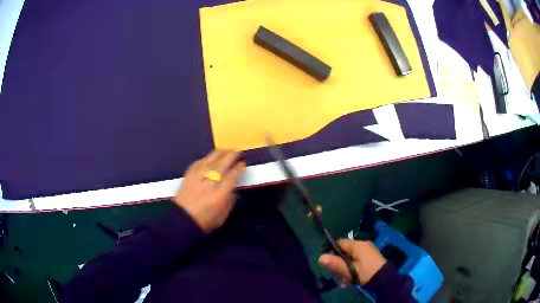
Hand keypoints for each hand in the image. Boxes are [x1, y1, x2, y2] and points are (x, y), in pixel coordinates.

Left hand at [173, 150, 245, 233]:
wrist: (182, 219)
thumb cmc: (205, 220)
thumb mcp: (223, 215)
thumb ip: (230, 200)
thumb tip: (234, 188)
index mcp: (220, 194)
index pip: (232, 176)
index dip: (239, 168)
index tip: (243, 163)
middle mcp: (210, 182)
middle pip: (222, 164)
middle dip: (231, 155)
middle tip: (237, 151)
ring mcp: (198, 177)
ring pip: (210, 160)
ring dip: (220, 153)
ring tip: (226, 150)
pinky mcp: (189, 175)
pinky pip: (199, 162)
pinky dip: (206, 158)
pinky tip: (209, 157)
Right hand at [319, 239, 386, 285]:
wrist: (385, 278)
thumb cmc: (367, 272)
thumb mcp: (350, 270)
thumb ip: (335, 264)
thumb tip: (320, 257)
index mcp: (358, 245)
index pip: (340, 243)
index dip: (332, 252)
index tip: (328, 263)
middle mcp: (363, 245)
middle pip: (345, 252)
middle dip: (340, 265)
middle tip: (338, 277)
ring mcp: (368, 251)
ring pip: (351, 258)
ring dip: (346, 269)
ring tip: (345, 282)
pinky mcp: (371, 257)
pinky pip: (358, 261)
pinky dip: (353, 269)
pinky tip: (352, 280)